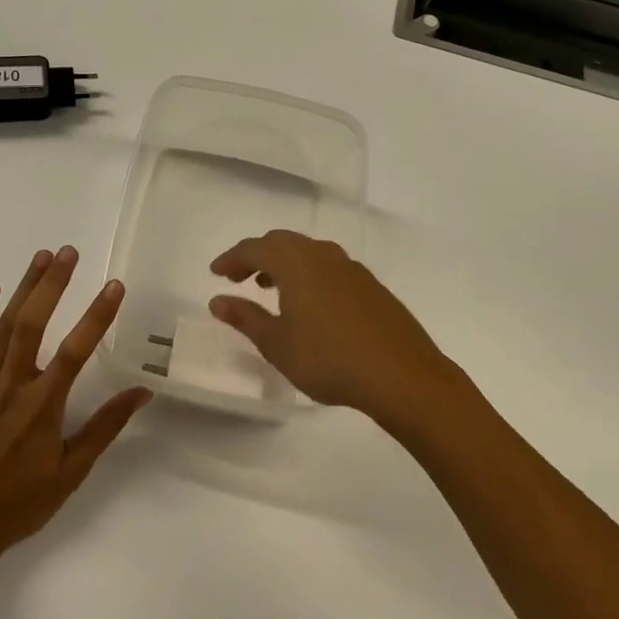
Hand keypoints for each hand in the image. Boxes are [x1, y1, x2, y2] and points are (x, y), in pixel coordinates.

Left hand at [0, 247, 150, 565]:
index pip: (76, 350)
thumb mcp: (71, 472)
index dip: (98, 315)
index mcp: (42, 406)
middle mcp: (11, 386)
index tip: (115, 286)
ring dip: (23, 288)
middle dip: (53, 284)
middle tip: (69, 252)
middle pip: (33, 323)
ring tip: (42, 257)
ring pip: (3, 326)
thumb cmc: (19, 504)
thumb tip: (142, 392)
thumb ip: (104, 428)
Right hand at [209, 230, 475, 430]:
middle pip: (282, 243)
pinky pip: (329, 267)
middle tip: (239, 278)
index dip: (231, 258)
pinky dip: (309, 274)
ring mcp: (352, 268)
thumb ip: (245, 317)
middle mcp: (323, 255)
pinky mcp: (372, 285)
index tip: (215, 273)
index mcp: (296, 262)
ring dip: (284, 264)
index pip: (254, 248)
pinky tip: (310, 303)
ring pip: (308, 253)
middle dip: (256, 256)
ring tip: (270, 288)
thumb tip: (218, 300)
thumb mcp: (277, 344)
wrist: (402, 376)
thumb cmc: (329, 359)